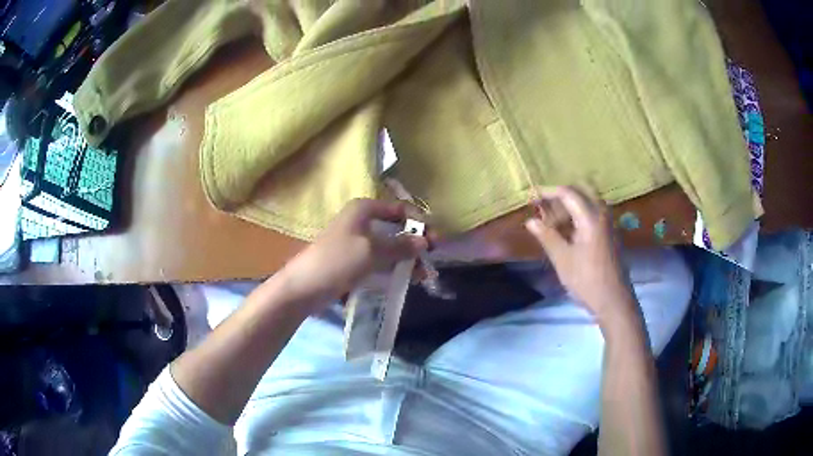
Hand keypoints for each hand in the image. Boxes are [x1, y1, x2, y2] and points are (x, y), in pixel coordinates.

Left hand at [278, 199, 427, 310]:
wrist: (304, 287)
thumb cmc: (337, 260)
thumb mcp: (372, 251)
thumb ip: (400, 246)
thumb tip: (425, 241)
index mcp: (363, 210)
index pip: (399, 209)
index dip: (418, 222)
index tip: (434, 240)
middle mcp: (361, 221)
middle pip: (396, 228)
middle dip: (414, 243)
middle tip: (431, 259)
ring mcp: (357, 242)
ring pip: (389, 246)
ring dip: (407, 258)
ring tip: (424, 275)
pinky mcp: (354, 261)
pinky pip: (380, 260)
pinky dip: (394, 267)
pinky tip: (407, 278)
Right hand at [524, 186, 636, 325]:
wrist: (614, 301)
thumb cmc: (587, 280)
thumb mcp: (563, 259)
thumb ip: (547, 237)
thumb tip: (530, 221)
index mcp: (591, 218)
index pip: (568, 193)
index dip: (548, 192)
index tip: (532, 197)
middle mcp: (603, 214)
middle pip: (582, 190)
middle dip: (562, 195)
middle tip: (545, 207)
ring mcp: (609, 224)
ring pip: (590, 201)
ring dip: (572, 205)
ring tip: (553, 222)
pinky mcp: (611, 234)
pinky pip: (595, 213)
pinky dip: (580, 214)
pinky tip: (569, 232)